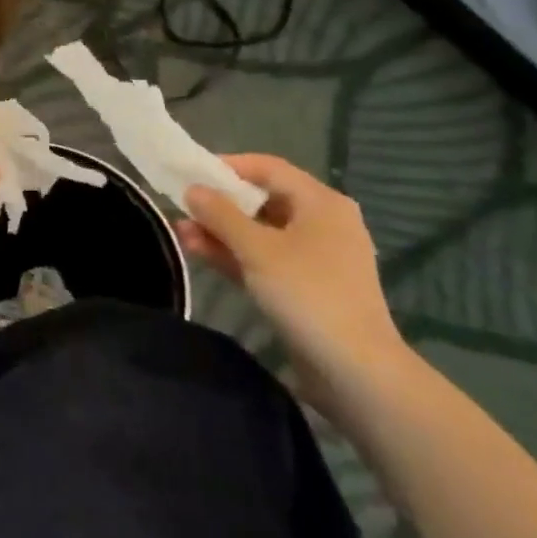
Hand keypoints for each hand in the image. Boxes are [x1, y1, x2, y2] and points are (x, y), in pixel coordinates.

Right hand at [177, 154, 408, 421]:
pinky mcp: (307, 287)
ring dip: (222, 232)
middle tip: (182, 208)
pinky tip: (201, 254)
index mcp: (321, 202)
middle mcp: (322, 222)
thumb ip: (221, 215)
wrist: (355, 371)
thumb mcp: (257, 249)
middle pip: (263, 200)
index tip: (191, 172)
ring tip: (181, 234)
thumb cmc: (307, 294)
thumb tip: (193, 189)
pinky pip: (266, 259)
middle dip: (220, 204)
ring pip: (261, 233)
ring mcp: (316, 257)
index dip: (228, 166)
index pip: (269, 168)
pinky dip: (237, 255)